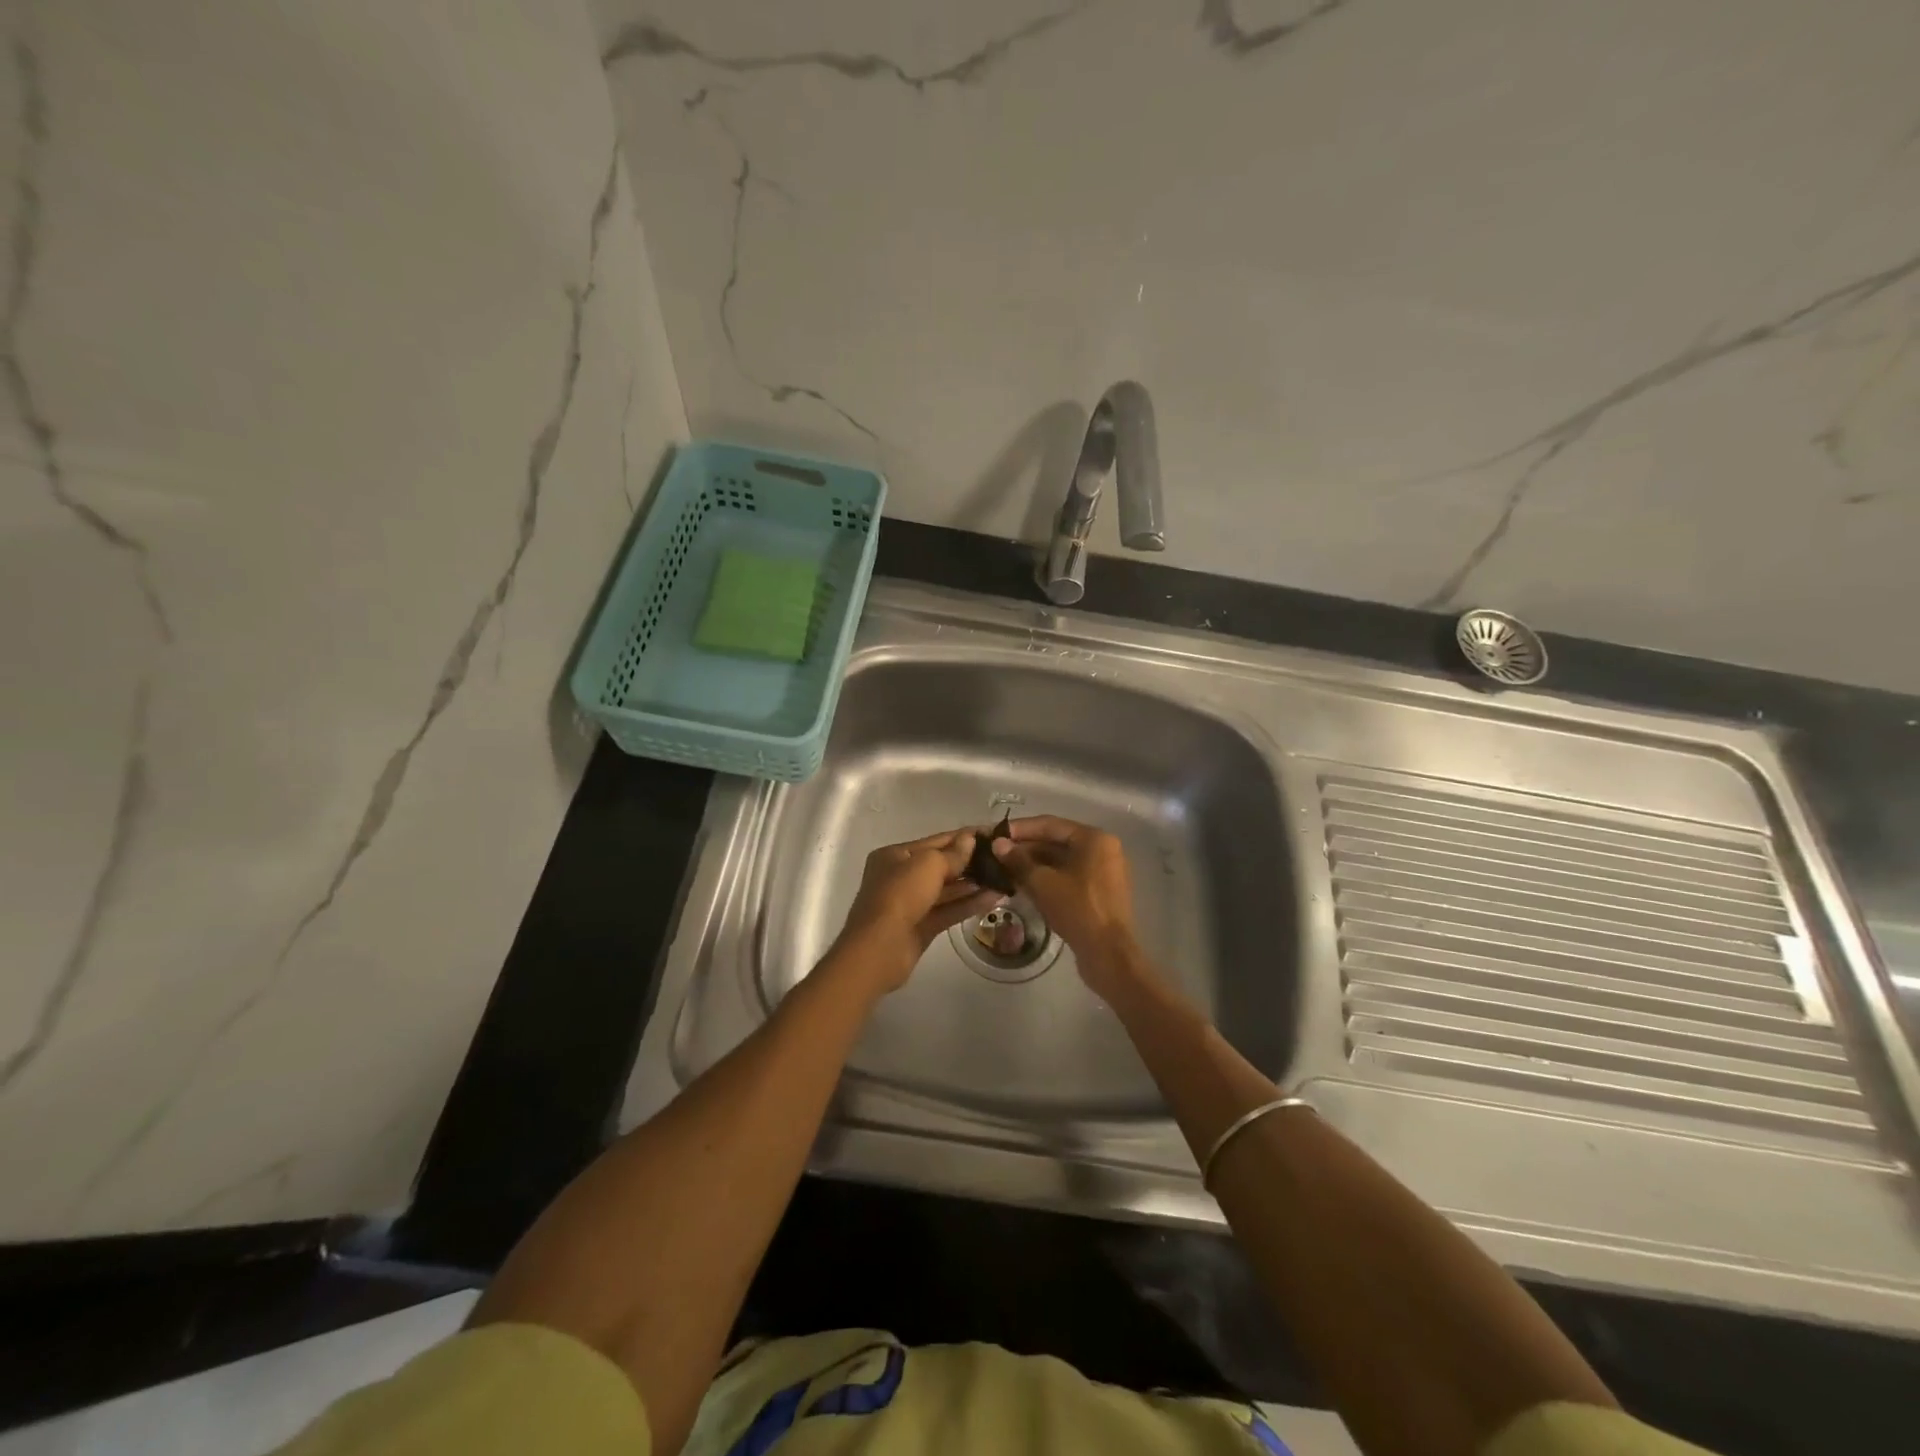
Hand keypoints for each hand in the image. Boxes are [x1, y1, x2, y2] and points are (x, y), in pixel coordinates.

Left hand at [832, 829, 1004, 993]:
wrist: (879, 948)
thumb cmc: (900, 895)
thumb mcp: (928, 865)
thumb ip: (952, 854)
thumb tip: (970, 840)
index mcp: (895, 855)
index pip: (936, 841)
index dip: (964, 837)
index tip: (993, 834)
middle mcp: (901, 877)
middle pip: (941, 865)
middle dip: (970, 862)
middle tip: (1003, 859)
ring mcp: (911, 903)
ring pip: (947, 890)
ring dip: (974, 884)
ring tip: (1004, 878)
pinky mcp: (921, 927)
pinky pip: (948, 910)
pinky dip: (969, 904)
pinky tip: (994, 898)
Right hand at [992, 817, 1146, 996]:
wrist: (1108, 954)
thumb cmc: (1077, 909)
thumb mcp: (1043, 883)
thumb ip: (1018, 860)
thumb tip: (997, 844)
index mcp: (1094, 839)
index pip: (1050, 824)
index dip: (1020, 829)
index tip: (995, 834)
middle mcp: (1103, 849)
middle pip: (1057, 841)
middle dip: (1026, 848)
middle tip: (996, 854)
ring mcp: (1104, 871)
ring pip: (1062, 860)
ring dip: (1034, 864)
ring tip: (1004, 869)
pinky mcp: (1100, 892)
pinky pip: (1069, 876)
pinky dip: (1048, 878)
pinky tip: (1023, 885)